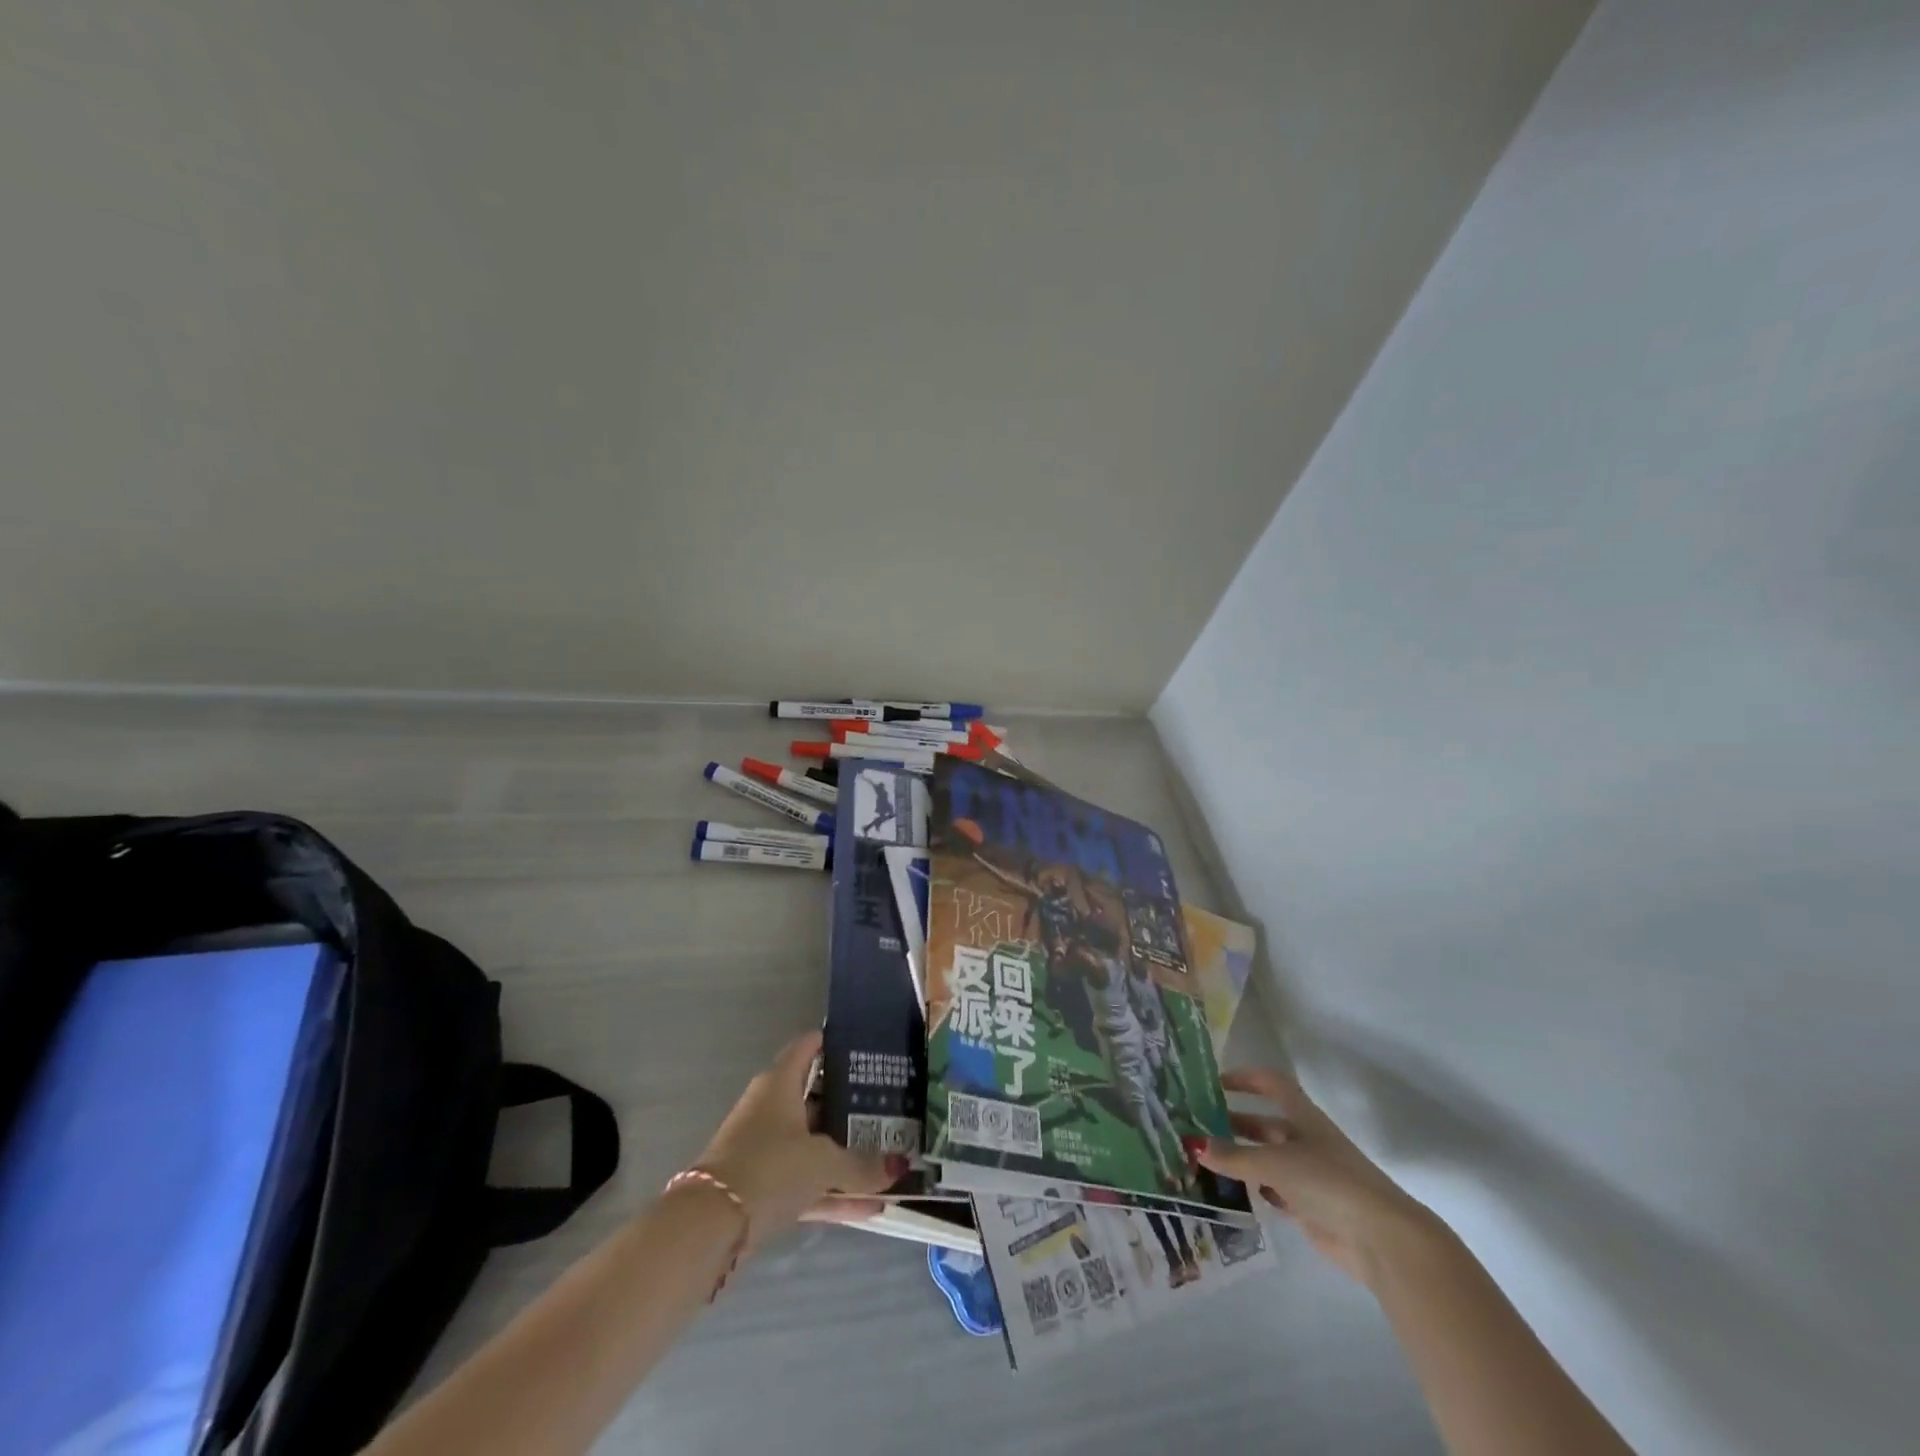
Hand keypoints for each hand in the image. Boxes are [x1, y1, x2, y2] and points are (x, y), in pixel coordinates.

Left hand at [693, 1031, 903, 1242]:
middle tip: (888, 1105)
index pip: (807, 1047)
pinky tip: (869, 1207)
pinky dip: (832, 1192)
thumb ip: (862, 1165)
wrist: (711, 1226)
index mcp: (780, 1084)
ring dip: (844, 1155)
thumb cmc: (770, 1167)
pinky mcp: (761, 1188)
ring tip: (886, 1159)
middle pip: (814, 1098)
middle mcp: (769, 1109)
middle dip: (849, 1104)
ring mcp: (764, 1149)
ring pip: (812, 1145)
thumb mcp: (823, 1162)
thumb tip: (898, 1167)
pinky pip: (805, 1183)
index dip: (832, 1042)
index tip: (865, 1046)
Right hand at [1199, 1067, 1442, 1288]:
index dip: (1245, 1078)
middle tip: (1197, 1126)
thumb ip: (1234, 1156)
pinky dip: (1252, 1188)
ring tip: (1203, 1159)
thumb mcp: (1275, 1163)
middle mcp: (1305, 1140)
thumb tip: (1194, 1144)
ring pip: (1266, 1159)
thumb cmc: (1328, 1182)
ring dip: (1239, 1158)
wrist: (1379, 1239)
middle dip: (1233, 1123)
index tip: (1214, 1083)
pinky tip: (1228, 1192)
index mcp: (1303, 1117)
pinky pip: (1272, 1190)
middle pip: (1265, 1124)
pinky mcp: (1309, 1207)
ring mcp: (1308, 1175)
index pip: (1272, 1084)